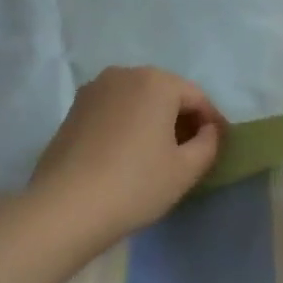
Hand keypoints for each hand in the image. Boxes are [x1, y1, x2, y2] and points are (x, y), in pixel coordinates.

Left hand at [26, 66, 224, 242]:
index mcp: (157, 81)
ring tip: (159, 154)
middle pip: (166, 93)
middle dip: (182, 118)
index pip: (197, 97)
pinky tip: (128, 154)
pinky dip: (128, 125)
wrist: (64, 208)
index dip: (212, 122)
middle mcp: (125, 74)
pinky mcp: (74, 109)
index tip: (219, 146)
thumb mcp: (185, 170)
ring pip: (138, 100)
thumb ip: (209, 143)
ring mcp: (95, 89)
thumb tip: (208, 130)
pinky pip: (114, 110)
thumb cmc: (135, 184)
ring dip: (153, 120)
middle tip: (191, 151)